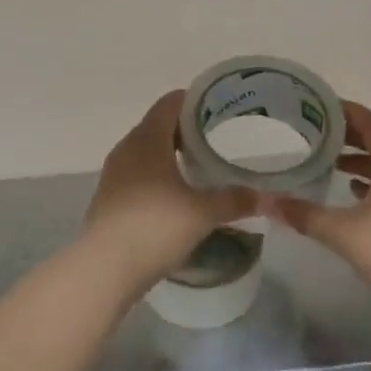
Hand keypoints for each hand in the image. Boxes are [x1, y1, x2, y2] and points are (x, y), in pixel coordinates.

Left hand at [83, 91, 255, 291]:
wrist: (104, 269)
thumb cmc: (155, 227)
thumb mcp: (203, 213)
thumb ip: (236, 200)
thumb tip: (266, 197)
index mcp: (148, 138)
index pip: (170, 102)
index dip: (195, 101)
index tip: (220, 110)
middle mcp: (127, 147)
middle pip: (158, 124)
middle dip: (186, 129)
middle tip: (218, 139)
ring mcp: (114, 173)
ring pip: (146, 150)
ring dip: (170, 153)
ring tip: (199, 166)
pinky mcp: (109, 197)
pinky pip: (137, 173)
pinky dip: (156, 175)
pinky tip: (175, 194)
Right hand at [266, 102, 370, 318]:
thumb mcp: (342, 232)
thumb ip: (303, 214)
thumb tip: (267, 202)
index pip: (368, 122)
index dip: (342, 112)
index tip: (314, 107)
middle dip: (348, 135)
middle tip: (314, 133)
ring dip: (361, 158)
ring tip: (329, 161)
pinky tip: (353, 192)